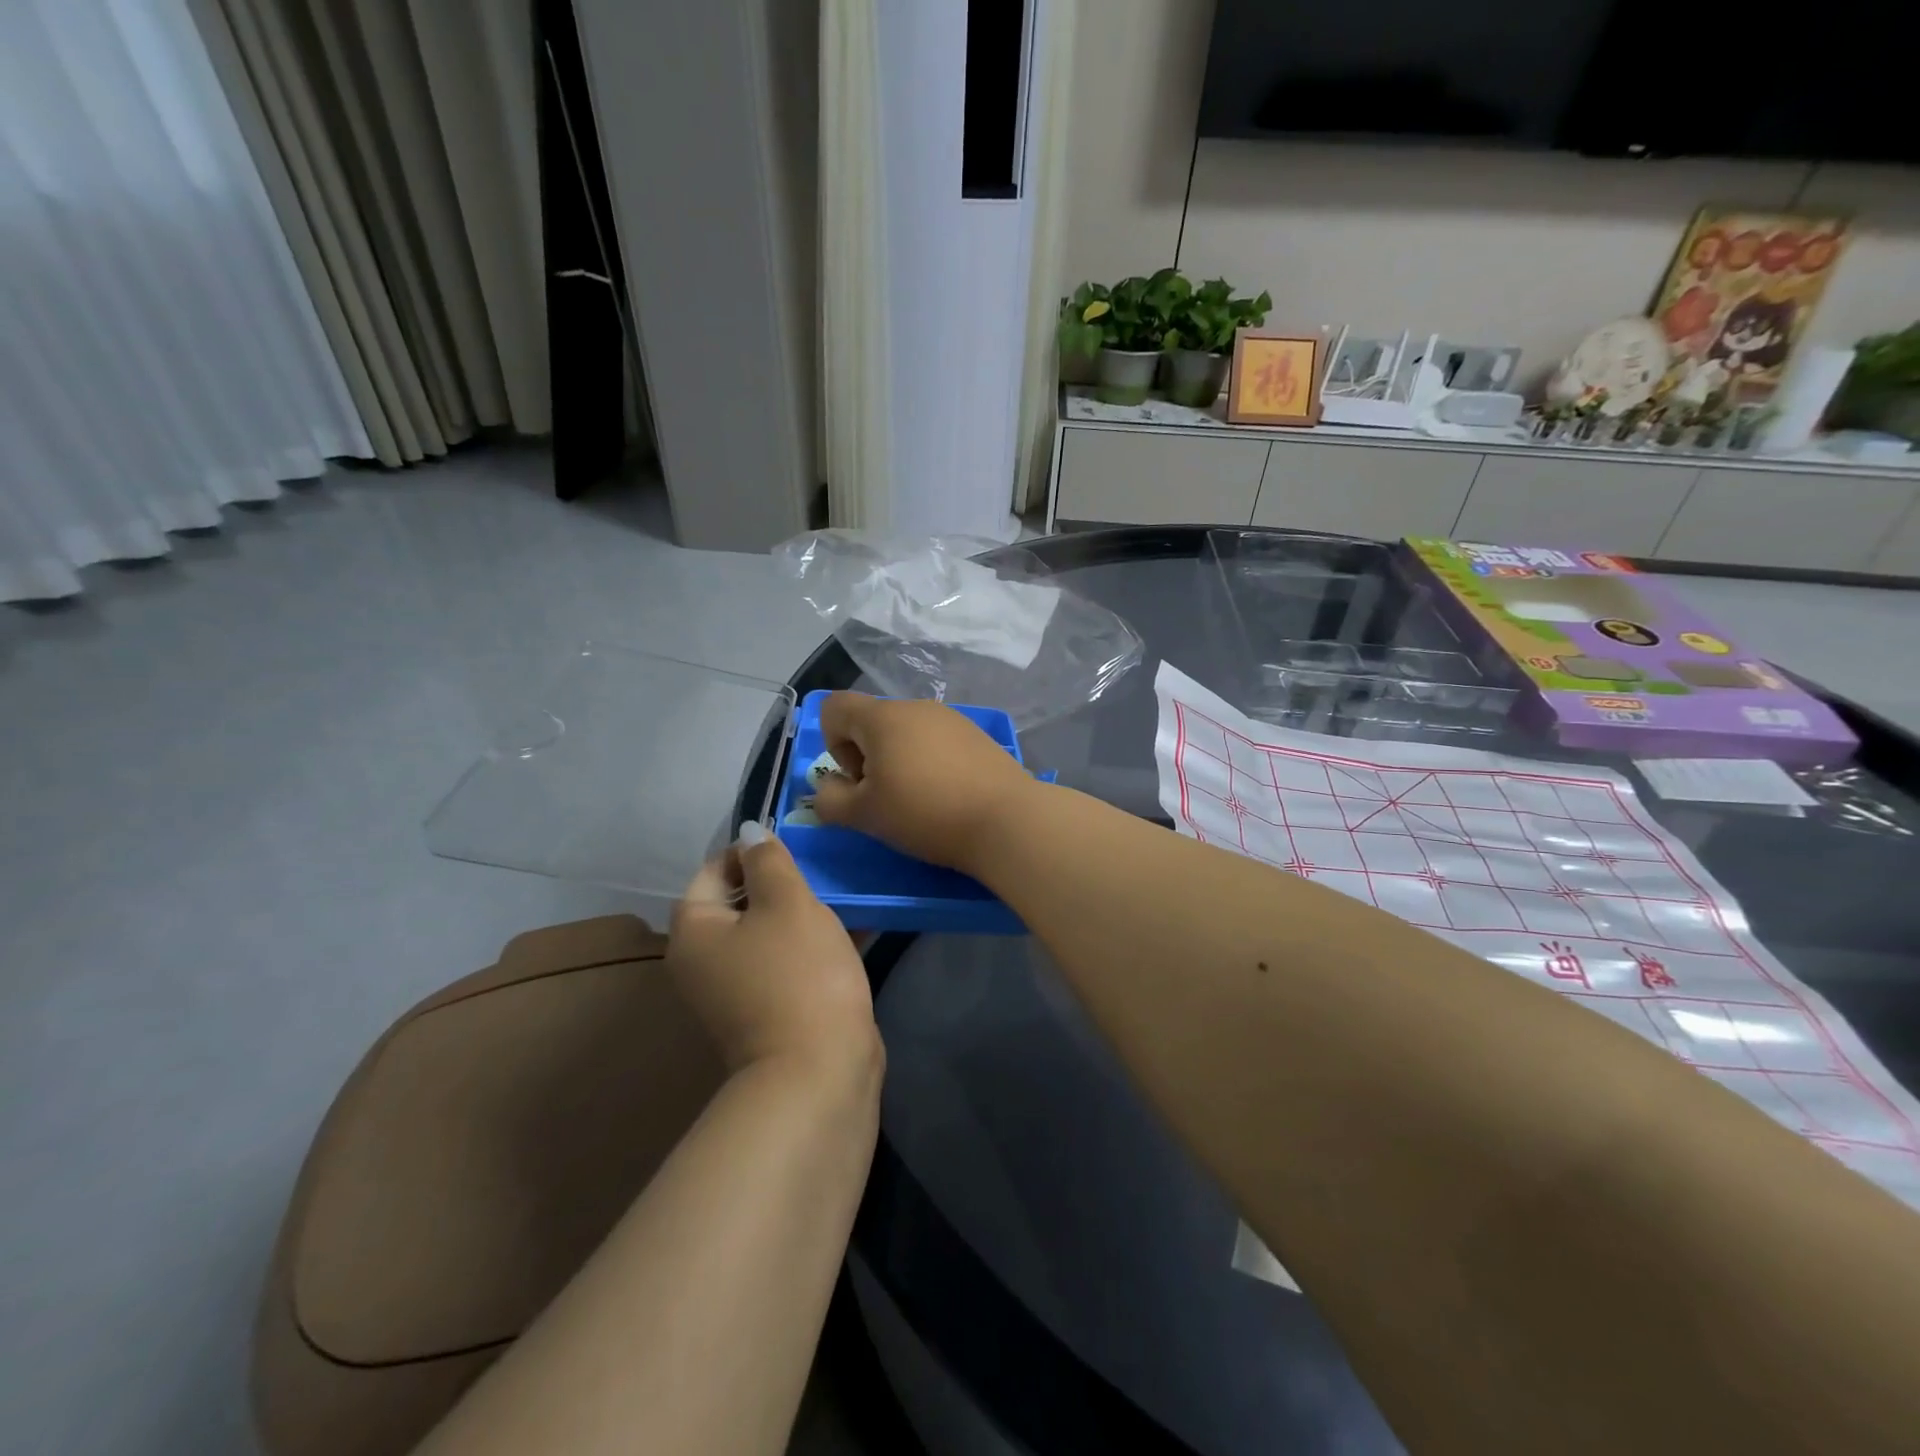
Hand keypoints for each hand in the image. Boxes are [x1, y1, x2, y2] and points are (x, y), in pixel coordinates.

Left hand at [668, 825, 879, 1077]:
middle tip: (827, 867)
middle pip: (743, 900)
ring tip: (847, 890)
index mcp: (695, 930)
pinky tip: (859, 924)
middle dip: (785, 880)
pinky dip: (816, 941)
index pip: (715, 868)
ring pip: (771, 930)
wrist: (819, 1070)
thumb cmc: (798, 973)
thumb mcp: (786, 902)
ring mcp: (738, 989)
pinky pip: (790, 959)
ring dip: (806, 909)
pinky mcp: (772, 1007)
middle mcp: (705, 960)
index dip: (755, 849)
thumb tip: (751, 832)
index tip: (799, 844)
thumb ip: (768, 860)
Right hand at [811, 693, 1037, 871]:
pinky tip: (948, 795)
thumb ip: (829, 800)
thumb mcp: (864, 816)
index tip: (857, 779)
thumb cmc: (925, 813)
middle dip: (867, 757)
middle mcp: (915, 706)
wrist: (1005, 819)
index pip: (834, 707)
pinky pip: (936, 741)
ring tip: (919, 800)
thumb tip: (828, 787)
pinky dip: (930, 762)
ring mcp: (951, 718)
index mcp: (882, 717)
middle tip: (886, 798)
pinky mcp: (976, 734)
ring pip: (906, 732)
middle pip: (872, 721)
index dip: (832, 743)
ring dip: (899, 761)